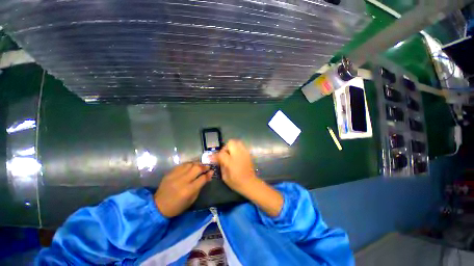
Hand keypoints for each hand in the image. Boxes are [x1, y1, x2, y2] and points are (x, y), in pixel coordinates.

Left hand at [154, 162, 212, 217]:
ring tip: (200, 165)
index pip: (202, 178)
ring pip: (190, 164)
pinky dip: (188, 164)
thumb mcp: (192, 200)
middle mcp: (183, 181)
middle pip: (197, 168)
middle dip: (204, 166)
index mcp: (189, 190)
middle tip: (207, 167)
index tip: (212, 171)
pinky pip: (182, 165)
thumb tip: (208, 176)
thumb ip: (200, 187)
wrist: (158, 206)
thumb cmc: (177, 206)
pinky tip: (191, 166)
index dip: (209, 174)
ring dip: (197, 164)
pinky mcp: (170, 173)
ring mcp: (175, 175)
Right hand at [214, 140, 282, 216]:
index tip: (213, 158)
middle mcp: (239, 155)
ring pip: (237, 142)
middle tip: (224, 154)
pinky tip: (236, 155)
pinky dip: (237, 148)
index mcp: (232, 162)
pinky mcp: (248, 154)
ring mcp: (245, 153)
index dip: (216, 155)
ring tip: (230, 153)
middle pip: (230, 143)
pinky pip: (242, 146)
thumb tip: (218, 159)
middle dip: (225, 147)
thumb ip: (221, 166)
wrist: (250, 183)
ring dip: (232, 146)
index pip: (221, 154)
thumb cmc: (237, 183)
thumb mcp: (225, 177)